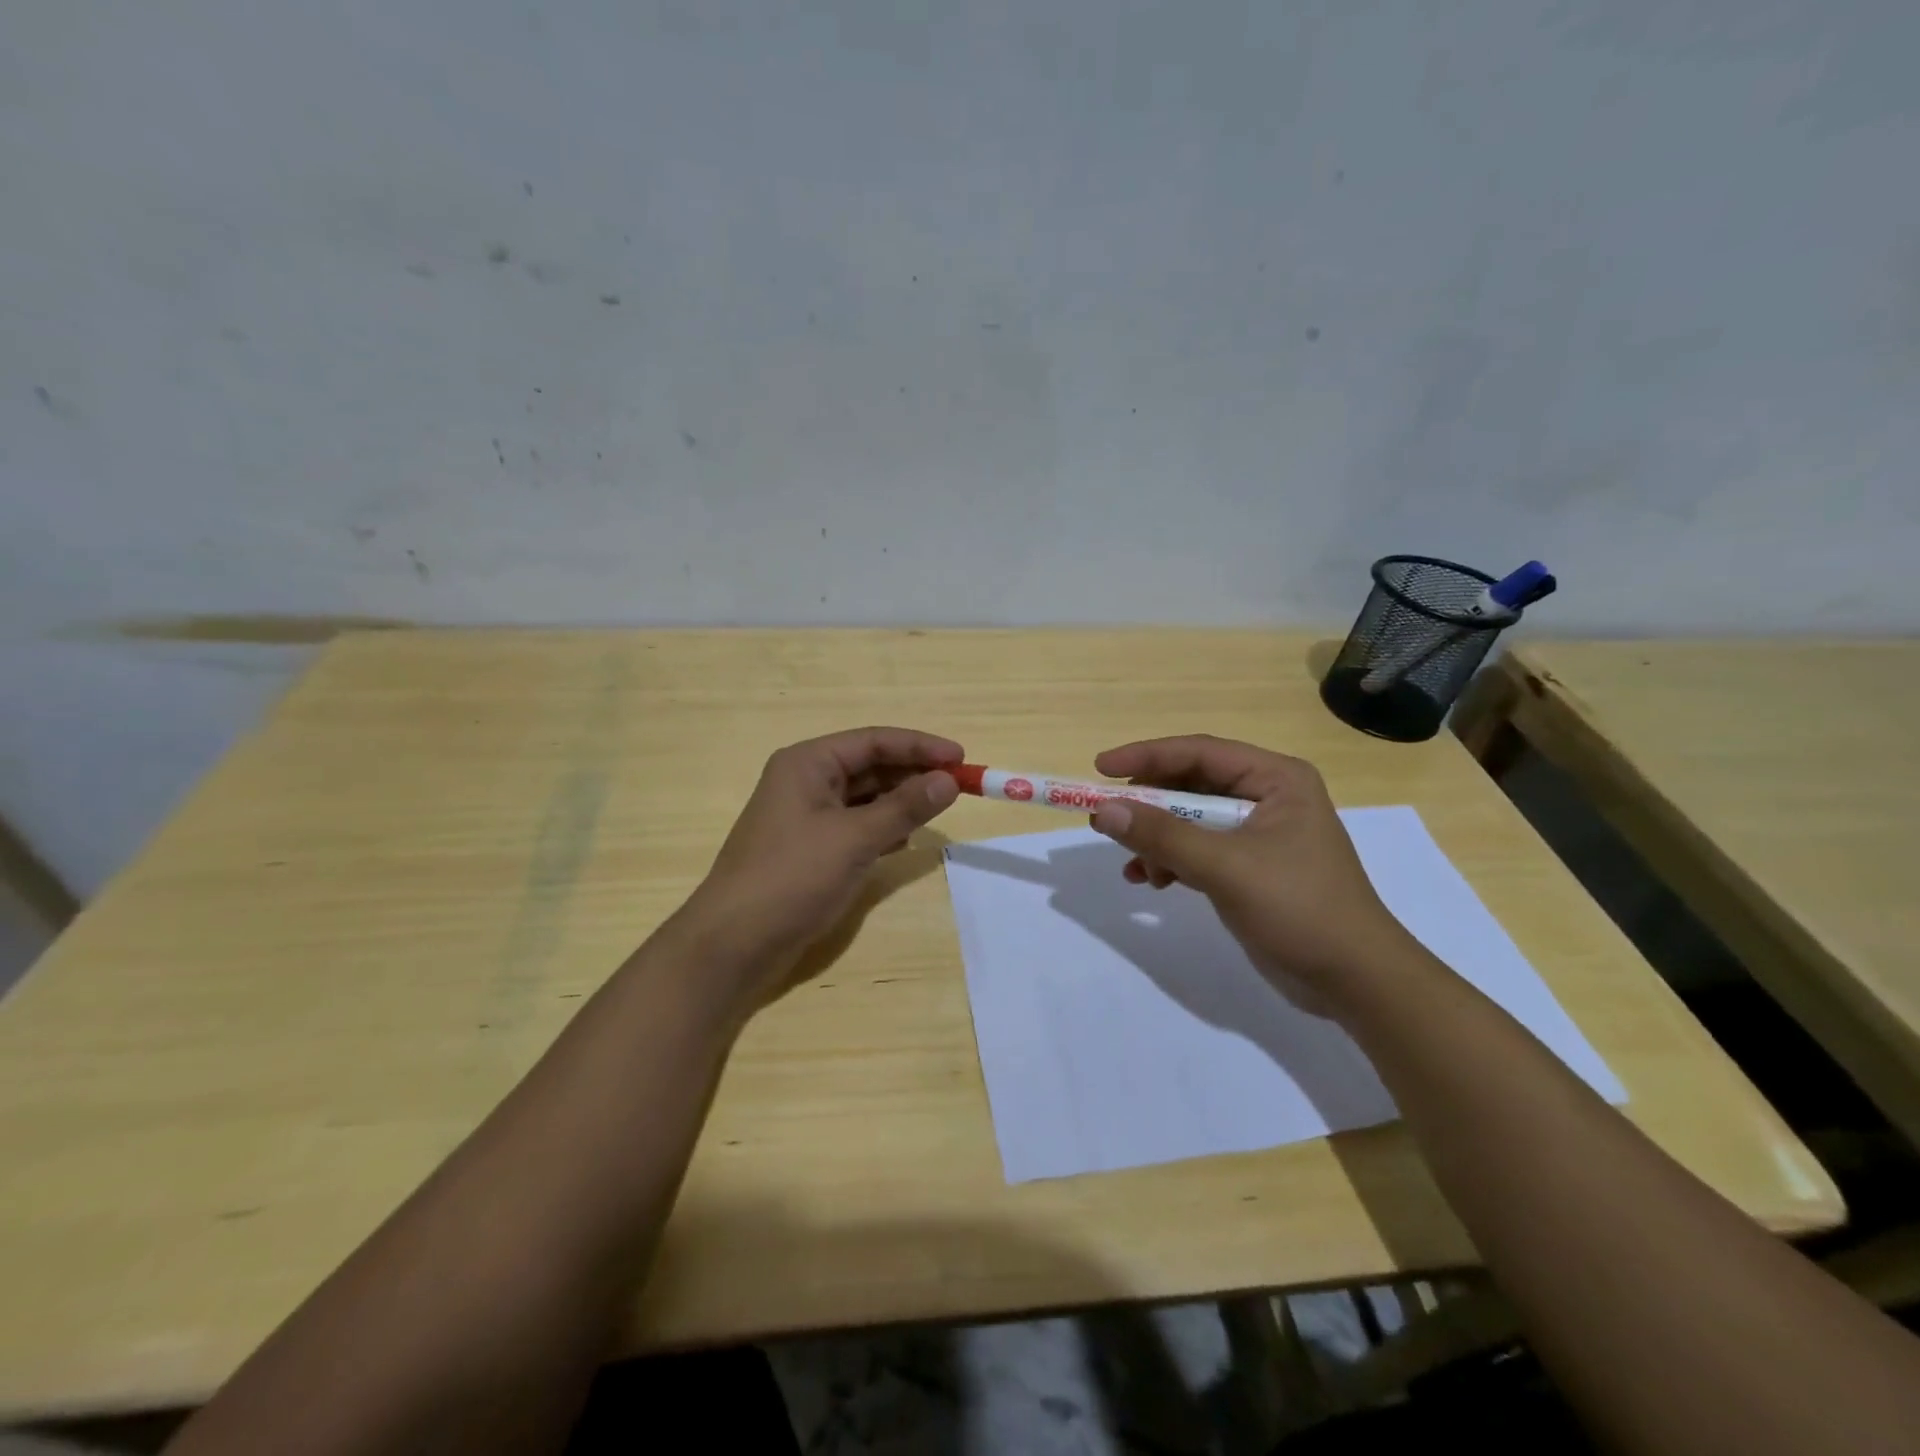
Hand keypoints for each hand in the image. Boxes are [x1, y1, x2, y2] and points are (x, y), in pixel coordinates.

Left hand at [666, 727, 962, 1006]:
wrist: (734, 944)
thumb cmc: (793, 878)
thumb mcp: (854, 838)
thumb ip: (904, 807)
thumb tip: (949, 780)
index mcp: (808, 763)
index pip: (874, 741)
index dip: (920, 746)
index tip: (962, 758)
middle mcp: (806, 781)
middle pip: (870, 766)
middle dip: (913, 774)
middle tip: (958, 786)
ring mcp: (806, 816)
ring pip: (865, 797)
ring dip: (901, 801)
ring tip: (940, 809)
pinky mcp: (810, 849)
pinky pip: (856, 826)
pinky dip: (884, 828)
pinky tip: (908, 839)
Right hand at [1087, 735, 1418, 1014]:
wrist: (1355, 981)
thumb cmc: (1300, 909)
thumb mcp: (1226, 868)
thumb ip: (1163, 836)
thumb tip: (1104, 811)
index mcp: (1275, 779)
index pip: (1199, 752)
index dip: (1146, 756)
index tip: (1100, 768)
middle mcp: (1267, 796)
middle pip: (1191, 785)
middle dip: (1149, 805)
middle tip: (1106, 819)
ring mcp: (1258, 833)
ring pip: (1189, 820)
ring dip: (1157, 839)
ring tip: (1133, 864)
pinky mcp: (1248, 867)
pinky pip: (1197, 850)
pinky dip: (1171, 861)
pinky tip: (1151, 881)